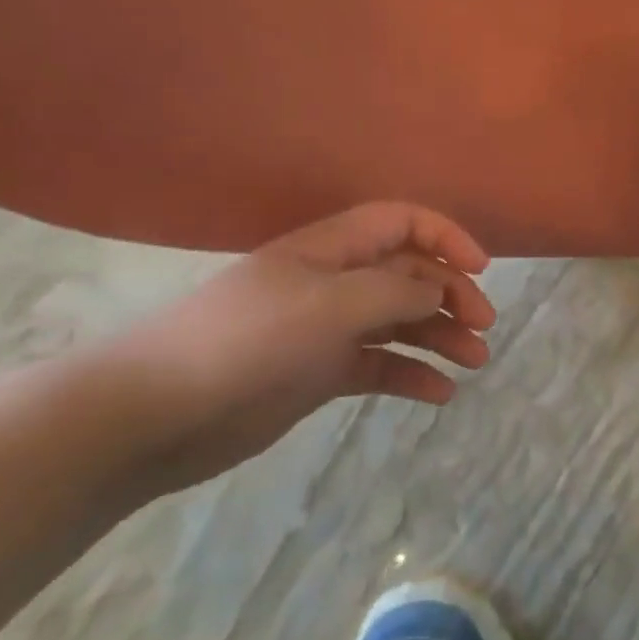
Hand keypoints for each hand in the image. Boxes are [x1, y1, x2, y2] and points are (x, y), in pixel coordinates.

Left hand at [99, 202, 495, 490]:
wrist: (155, 416)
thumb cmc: (248, 342)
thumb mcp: (330, 306)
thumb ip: (394, 291)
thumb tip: (439, 288)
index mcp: (331, 250)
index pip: (401, 223)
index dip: (445, 237)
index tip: (480, 270)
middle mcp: (333, 282)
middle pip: (408, 274)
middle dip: (451, 295)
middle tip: (483, 328)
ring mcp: (326, 329)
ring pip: (399, 322)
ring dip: (440, 337)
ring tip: (474, 362)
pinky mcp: (318, 373)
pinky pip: (378, 365)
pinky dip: (411, 375)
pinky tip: (439, 394)